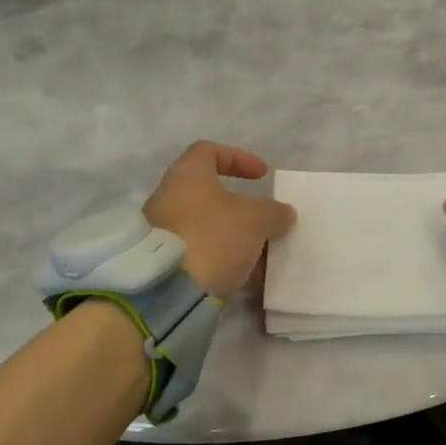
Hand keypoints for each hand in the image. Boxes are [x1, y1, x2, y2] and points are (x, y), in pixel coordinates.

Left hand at [144, 142, 295, 297]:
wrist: (169, 293)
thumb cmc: (214, 237)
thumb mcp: (256, 220)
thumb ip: (274, 212)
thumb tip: (283, 214)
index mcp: (186, 176)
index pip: (209, 151)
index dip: (239, 158)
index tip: (263, 176)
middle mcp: (168, 198)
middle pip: (210, 194)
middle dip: (242, 208)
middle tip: (265, 221)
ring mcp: (162, 232)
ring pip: (208, 227)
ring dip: (236, 237)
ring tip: (262, 255)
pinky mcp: (165, 263)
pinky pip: (200, 253)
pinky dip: (223, 260)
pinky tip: (246, 277)